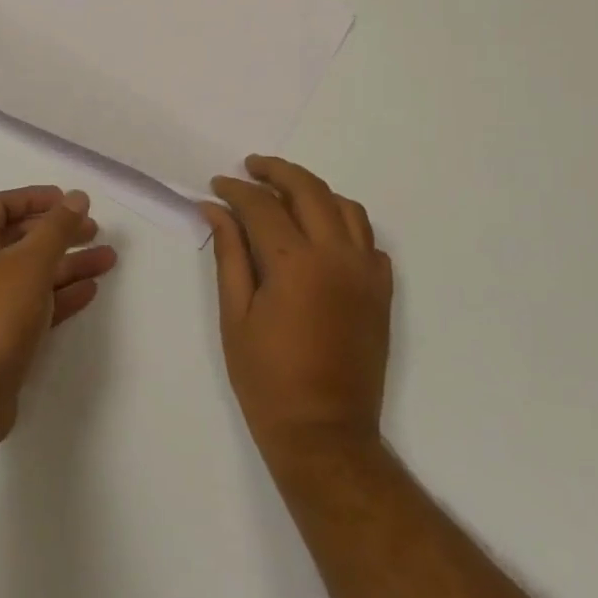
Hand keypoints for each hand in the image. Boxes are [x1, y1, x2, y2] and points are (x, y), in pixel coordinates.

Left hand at [0, 186, 117, 441]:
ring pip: (32, 273)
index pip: (0, 205)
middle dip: (58, 232)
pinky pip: (34, 304)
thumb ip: (56, 228)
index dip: (34, 198)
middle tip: (94, 230)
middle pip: (19, 239)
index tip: (68, 201)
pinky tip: (90, 290)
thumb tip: (76, 197)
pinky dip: (60, 295)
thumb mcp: (30, 262)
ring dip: (68, 264)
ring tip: (108, 259)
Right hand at [204, 156, 392, 470]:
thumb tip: (215, 209)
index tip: (216, 186)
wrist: (324, 430)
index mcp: (295, 263)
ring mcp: (366, 271)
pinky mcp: (382, 290)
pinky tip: (320, 233)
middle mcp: (337, 255)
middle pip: (309, 190)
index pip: (262, 206)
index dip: (235, 190)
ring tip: (284, 192)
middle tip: (250, 167)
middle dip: (276, 171)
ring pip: (345, 207)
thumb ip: (229, 254)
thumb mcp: (235, 314)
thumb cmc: (267, 378)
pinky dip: (343, 222)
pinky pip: (367, 238)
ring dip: (313, 190)